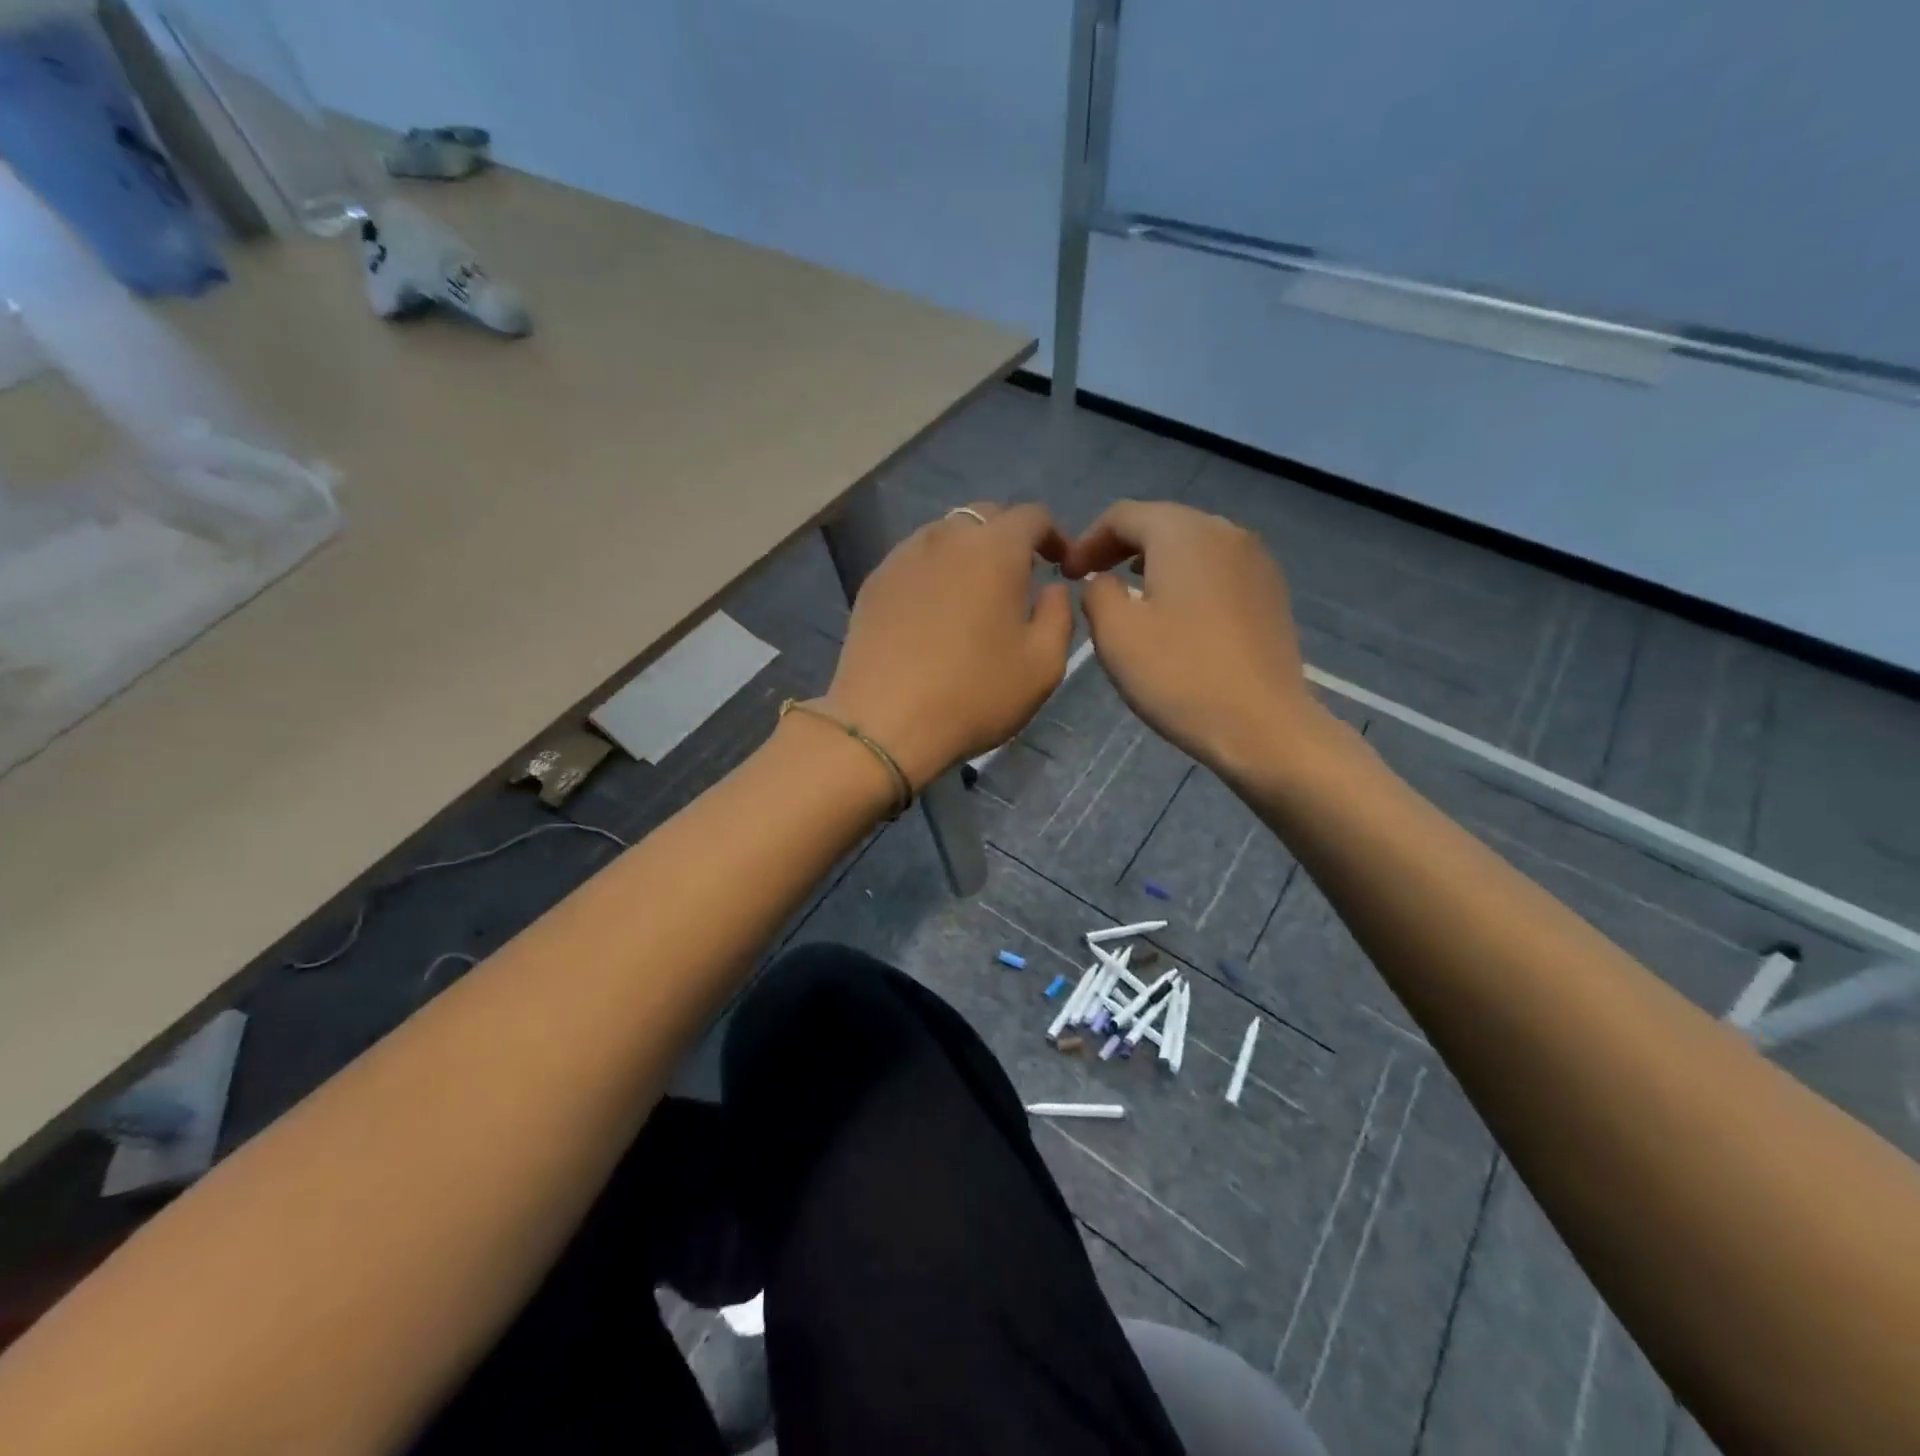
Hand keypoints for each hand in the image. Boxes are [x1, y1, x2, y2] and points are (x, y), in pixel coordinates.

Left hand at [820, 503, 1072, 788]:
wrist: (884, 722)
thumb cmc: (974, 693)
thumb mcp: (1043, 664)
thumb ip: (1059, 615)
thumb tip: (1051, 589)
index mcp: (995, 549)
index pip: (1031, 516)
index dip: (1052, 534)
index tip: (1059, 563)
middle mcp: (947, 537)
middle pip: (985, 516)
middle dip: (1009, 538)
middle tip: (1018, 577)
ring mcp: (903, 557)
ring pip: (945, 535)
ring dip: (968, 553)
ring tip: (974, 593)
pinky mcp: (874, 582)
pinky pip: (914, 561)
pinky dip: (934, 572)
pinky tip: (934, 612)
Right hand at [1061, 500, 1325, 780]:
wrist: (1262, 725)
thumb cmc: (1180, 675)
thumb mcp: (1116, 634)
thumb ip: (1097, 592)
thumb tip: (1104, 581)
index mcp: (1183, 533)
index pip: (1123, 515)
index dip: (1087, 540)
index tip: (1065, 574)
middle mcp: (1225, 532)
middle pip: (1161, 522)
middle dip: (1120, 547)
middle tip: (1092, 579)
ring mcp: (1256, 561)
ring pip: (1192, 545)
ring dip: (1154, 562)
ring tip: (1130, 592)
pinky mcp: (1271, 592)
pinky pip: (1217, 569)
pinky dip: (1186, 579)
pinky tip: (1175, 613)